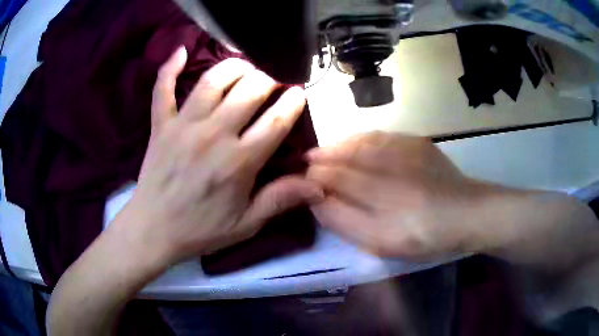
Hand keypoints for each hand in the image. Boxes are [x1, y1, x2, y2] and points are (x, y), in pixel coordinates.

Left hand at [119, 47, 322, 266]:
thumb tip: (318, 188)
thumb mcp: (245, 224)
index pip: (275, 121)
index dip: (293, 102)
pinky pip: (163, 89)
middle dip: (268, 79)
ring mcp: (183, 125)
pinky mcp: (161, 125)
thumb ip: (280, 201)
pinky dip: (169, 68)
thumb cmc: (200, 230)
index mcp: (238, 162)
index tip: (299, 92)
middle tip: (273, 82)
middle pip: (249, 90)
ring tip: (245, 66)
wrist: (153, 230)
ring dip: (234, 66)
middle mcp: (213, 135)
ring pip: (213, 80)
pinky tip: (180, 51)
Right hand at [306, 131, 483, 259]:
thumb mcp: (381, 242)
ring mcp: (404, 150)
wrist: (466, 213)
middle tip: (307, 160)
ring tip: (326, 151)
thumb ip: (346, 222)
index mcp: (379, 194)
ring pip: (361, 142)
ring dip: (339, 145)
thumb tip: (318, 200)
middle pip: (345, 156)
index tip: (302, 179)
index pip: (334, 177)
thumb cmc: (424, 236)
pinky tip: (356, 143)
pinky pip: (381, 136)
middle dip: (323, 157)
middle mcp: (388, 165)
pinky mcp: (417, 143)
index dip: (315, 177)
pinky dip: (362, 138)